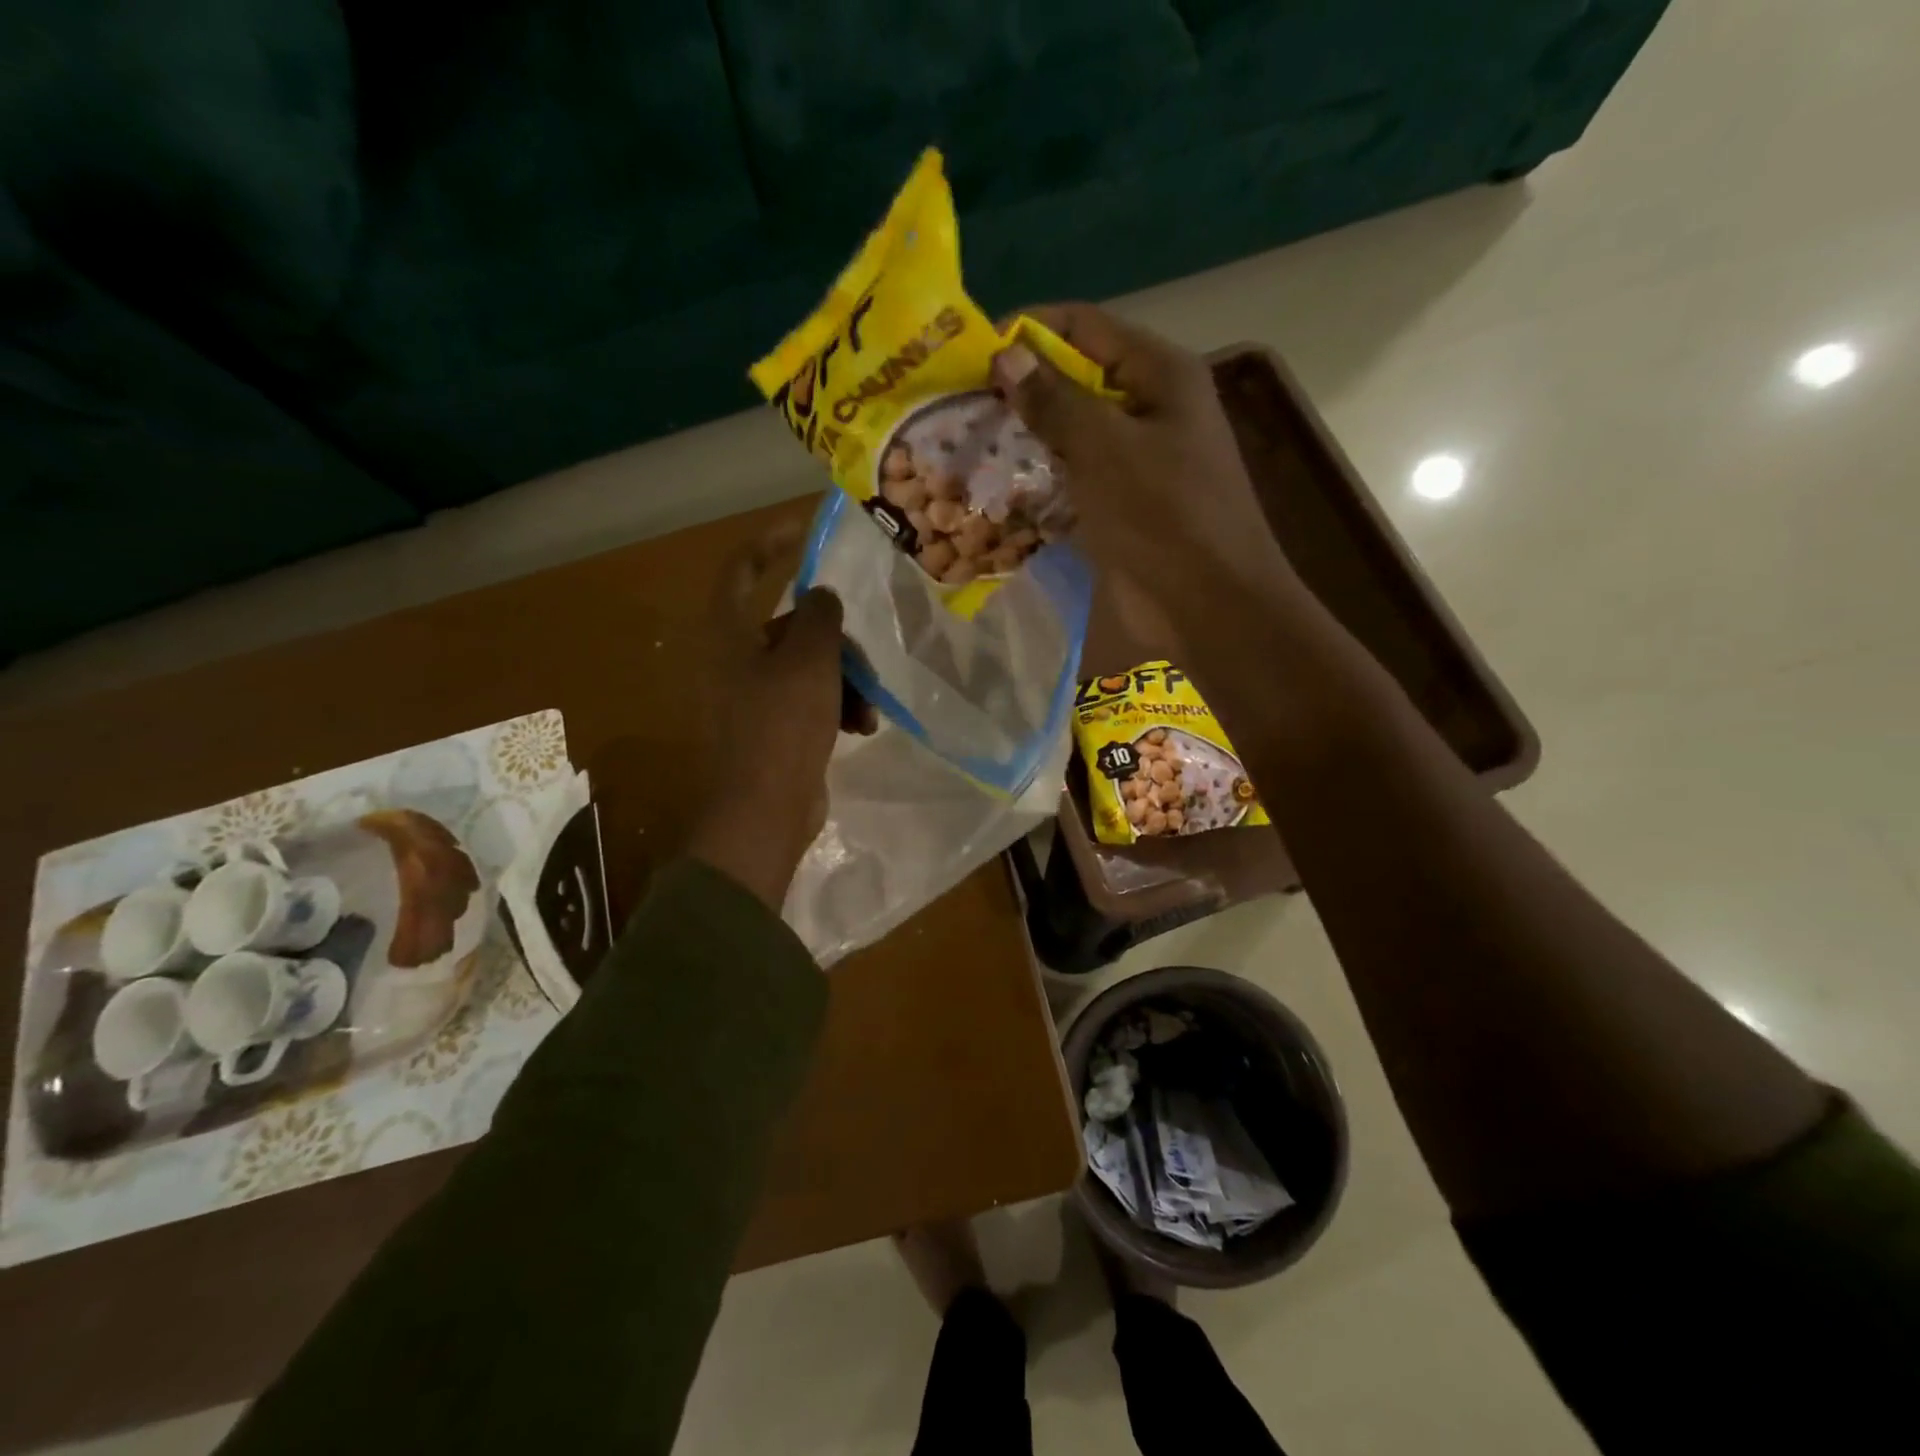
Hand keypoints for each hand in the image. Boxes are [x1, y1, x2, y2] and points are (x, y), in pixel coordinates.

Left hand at [689, 530, 873, 910]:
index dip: (770, 542)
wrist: (764, 810)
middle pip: (789, 627)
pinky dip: (835, 708)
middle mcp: (733, 660)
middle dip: (833, 641)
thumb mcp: (810, 659)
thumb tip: (822, 597)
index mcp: (728, 634)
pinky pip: (809, 701)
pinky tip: (860, 728)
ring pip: (806, 667)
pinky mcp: (772, 729)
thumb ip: (820, 615)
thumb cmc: (782, 725)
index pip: (741, 569)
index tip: (805, 530)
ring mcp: (751, 698)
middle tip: (861, 660)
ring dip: (843, 681)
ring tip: (866, 709)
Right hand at [991, 304, 1300, 633]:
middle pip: (1076, 380)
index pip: (1085, 327)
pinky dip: (1041, 480)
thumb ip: (1054, 400)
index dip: (1029, 331)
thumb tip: (1006, 355)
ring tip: (970, 444)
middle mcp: (1149, 408)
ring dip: (1026, 439)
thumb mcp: (1105, 448)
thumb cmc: (1162, 514)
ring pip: (1072, 434)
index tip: (973, 352)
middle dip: (1022, 390)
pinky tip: (1000, 488)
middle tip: (962, 405)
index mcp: (1159, 374)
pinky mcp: (1122, 505)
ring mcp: (1136, 460)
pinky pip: (1075, 478)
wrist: (1207, 603)